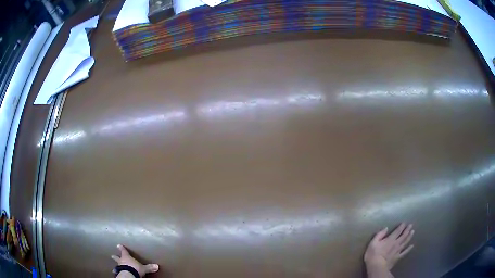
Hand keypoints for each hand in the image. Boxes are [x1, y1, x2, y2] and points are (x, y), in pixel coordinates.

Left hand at [111, 244, 158, 276]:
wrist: (129, 275)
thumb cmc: (135, 268)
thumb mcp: (144, 268)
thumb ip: (149, 267)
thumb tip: (157, 266)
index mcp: (127, 257)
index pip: (124, 251)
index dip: (121, 248)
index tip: (118, 245)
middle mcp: (122, 261)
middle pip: (118, 258)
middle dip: (115, 257)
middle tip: (112, 255)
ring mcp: (119, 267)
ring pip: (117, 265)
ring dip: (116, 265)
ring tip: (114, 268)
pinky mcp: (119, 272)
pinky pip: (118, 271)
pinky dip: (117, 272)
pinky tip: (116, 273)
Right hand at [364, 223, 414, 269]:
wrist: (377, 267)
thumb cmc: (373, 254)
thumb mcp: (373, 243)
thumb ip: (379, 235)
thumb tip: (386, 228)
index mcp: (390, 239)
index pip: (398, 231)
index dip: (401, 226)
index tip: (404, 223)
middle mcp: (396, 243)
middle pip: (403, 235)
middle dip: (407, 230)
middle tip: (411, 225)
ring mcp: (398, 250)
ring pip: (406, 242)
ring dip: (409, 236)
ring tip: (413, 232)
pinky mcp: (398, 257)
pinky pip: (405, 252)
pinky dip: (409, 248)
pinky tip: (412, 245)